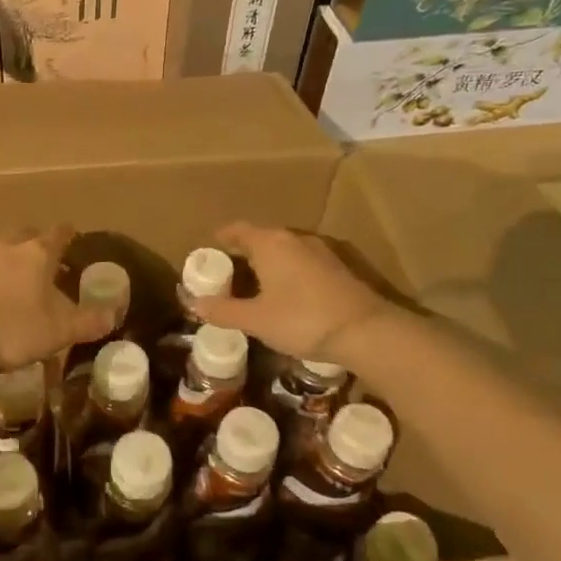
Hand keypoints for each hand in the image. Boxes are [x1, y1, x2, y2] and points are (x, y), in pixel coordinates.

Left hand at [0, 227, 114, 374]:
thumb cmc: (7, 328)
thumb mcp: (55, 333)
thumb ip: (85, 323)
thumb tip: (112, 315)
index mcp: (36, 254)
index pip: (58, 234)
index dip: (68, 235)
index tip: (74, 236)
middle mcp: (5, 247)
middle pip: (25, 235)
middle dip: (36, 244)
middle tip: (46, 261)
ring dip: (8, 262)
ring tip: (15, 285)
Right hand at [189, 223, 390, 364]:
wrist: (365, 331)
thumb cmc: (302, 319)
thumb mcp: (256, 319)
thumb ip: (224, 310)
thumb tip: (195, 304)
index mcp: (270, 243)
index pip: (238, 229)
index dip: (222, 237)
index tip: (210, 247)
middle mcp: (294, 239)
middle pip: (261, 237)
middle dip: (242, 251)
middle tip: (226, 271)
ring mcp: (319, 252)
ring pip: (283, 250)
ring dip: (266, 262)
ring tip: (253, 284)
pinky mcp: (336, 268)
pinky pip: (301, 262)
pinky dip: (286, 271)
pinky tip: (285, 294)